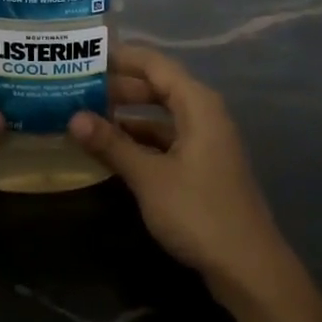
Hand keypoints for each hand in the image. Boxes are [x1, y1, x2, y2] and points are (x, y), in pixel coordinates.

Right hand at [68, 45, 300, 309]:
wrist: (247, 266)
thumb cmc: (199, 212)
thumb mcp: (149, 176)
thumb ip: (112, 144)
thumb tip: (73, 117)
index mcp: (198, 104)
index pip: (154, 64)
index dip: (121, 57)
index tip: (85, 55)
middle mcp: (204, 114)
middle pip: (158, 87)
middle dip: (119, 86)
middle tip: (77, 87)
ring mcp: (205, 141)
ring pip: (160, 116)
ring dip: (127, 115)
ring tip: (86, 116)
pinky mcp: (202, 166)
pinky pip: (165, 139)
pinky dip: (139, 140)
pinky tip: (111, 150)